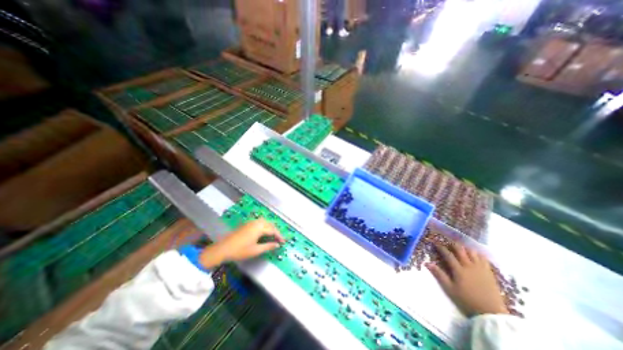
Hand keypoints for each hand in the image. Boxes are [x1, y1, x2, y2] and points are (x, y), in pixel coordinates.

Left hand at [198, 219, 284, 270]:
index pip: (273, 230)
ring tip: (273, 235)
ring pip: (265, 222)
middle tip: (279, 238)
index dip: (279, 236)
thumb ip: (268, 246)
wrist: (223, 249)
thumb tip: (277, 245)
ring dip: (270, 227)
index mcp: (259, 228)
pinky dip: (264, 226)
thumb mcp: (256, 250)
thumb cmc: (240, 250)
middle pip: (270, 224)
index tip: (283, 242)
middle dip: (275, 231)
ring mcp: (251, 222)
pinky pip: (259, 222)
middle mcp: (256, 222)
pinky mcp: (247, 224)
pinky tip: (263, 232)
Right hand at [426, 243, 507, 316]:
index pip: (447, 254)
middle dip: (452, 244)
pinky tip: (474, 254)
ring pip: (472, 251)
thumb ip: (439, 275)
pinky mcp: (489, 272)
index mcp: (458, 269)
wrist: (491, 314)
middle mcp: (469, 265)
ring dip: (465, 248)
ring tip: (461, 249)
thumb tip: (427, 263)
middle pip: (460, 249)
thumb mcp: (449, 289)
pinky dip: (477, 253)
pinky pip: (483, 258)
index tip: (435, 243)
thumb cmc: (467, 301)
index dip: (440, 247)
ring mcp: (480, 268)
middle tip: (448, 244)